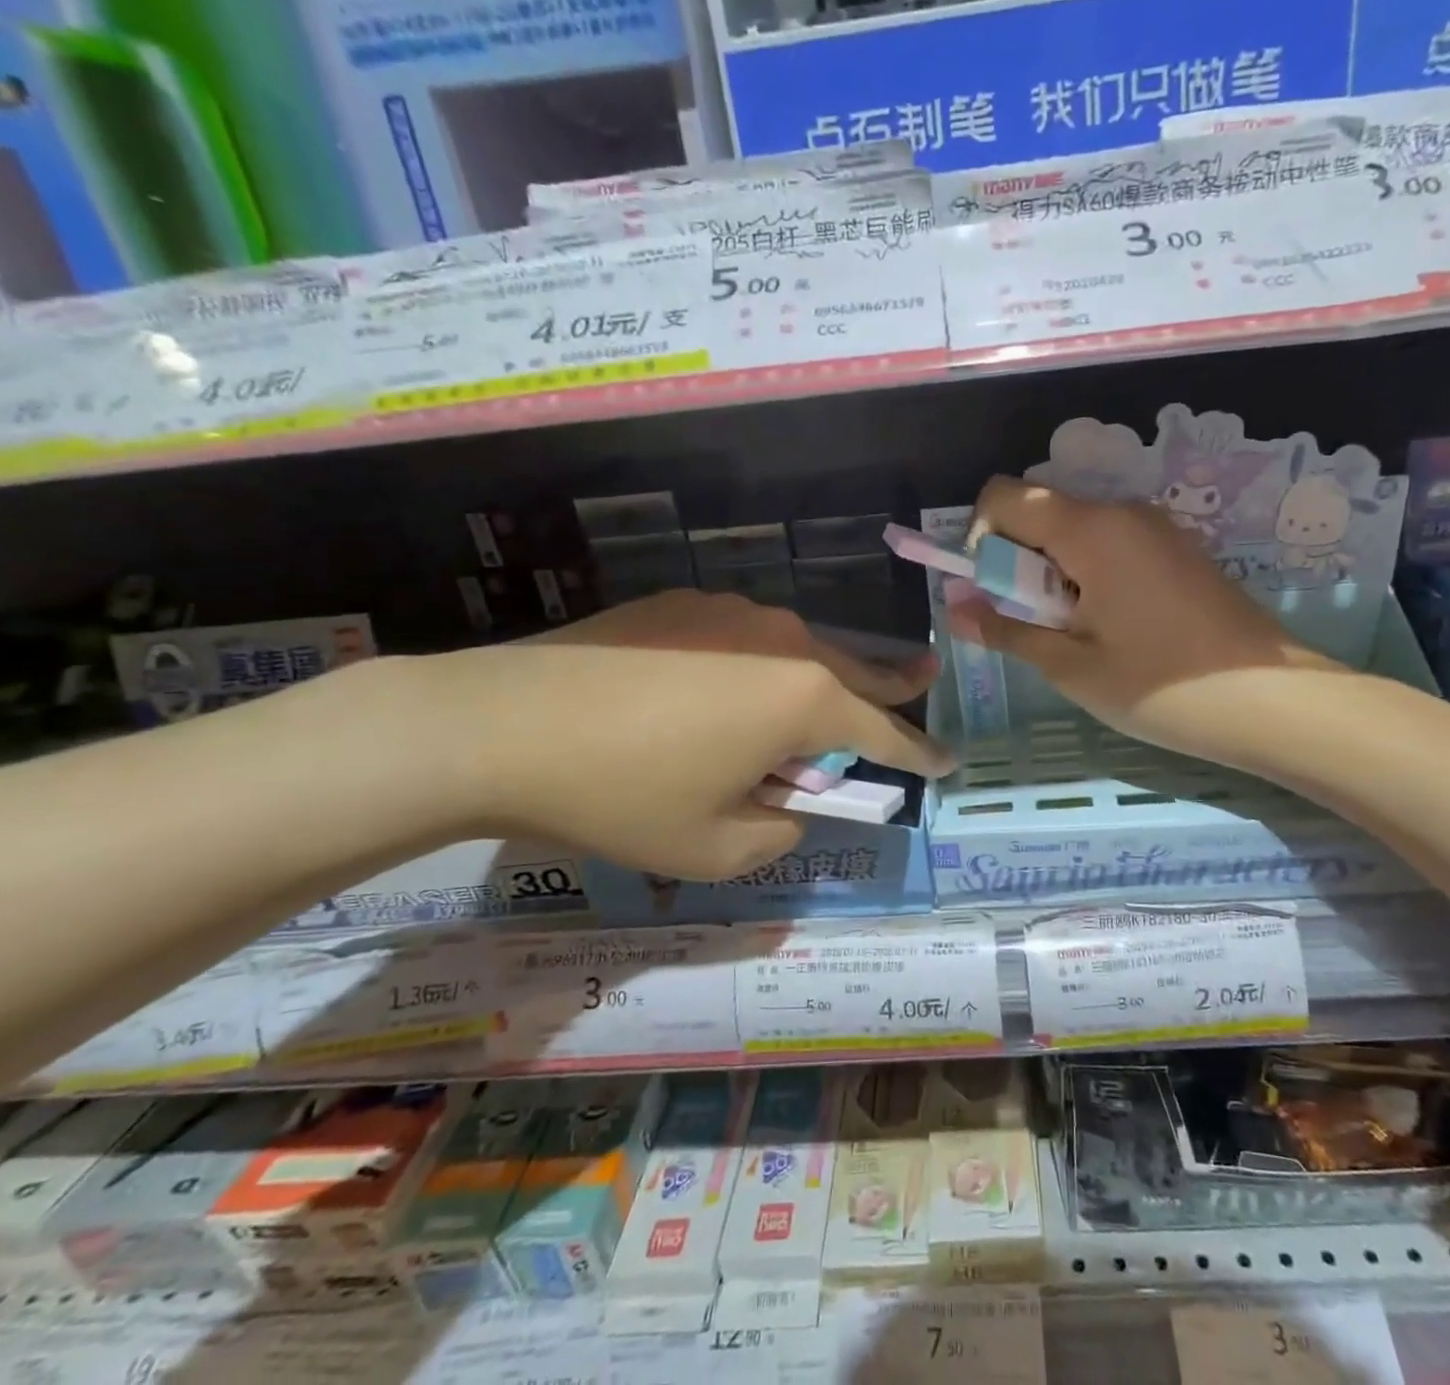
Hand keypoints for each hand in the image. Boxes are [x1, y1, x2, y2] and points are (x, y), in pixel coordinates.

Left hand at [423, 590, 951, 879]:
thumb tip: (791, 803)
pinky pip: (745, 637)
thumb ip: (779, 830)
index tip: (949, 760)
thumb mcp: (714, 848)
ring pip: (798, 649)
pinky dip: (756, 665)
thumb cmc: (621, 795)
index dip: (919, 752)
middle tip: (923, 684)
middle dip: (891, 686)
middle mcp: (783, 639)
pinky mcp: (684, 601)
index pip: (885, 730)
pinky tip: (718, 689)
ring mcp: (732, 611)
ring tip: (805, 709)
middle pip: (855, 670)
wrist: (499, 724)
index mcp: (804, 698)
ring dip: (814, 680)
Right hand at [957, 477, 1341, 760]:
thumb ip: (1007, 630)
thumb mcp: (1070, 665)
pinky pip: (1109, 546)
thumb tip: (955, 609)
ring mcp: (1155, 529)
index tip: (991, 592)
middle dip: (1016, 562)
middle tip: (1033, 625)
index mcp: (1090, 529)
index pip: (1005, 496)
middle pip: (1040, 513)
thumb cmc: (1159, 686)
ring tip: (1075, 634)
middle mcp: (1122, 512)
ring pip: (1074, 532)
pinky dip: (1087, 576)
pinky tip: (1111, 628)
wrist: (1271, 701)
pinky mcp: (1176, 550)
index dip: (979, 537)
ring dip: (1052, 574)